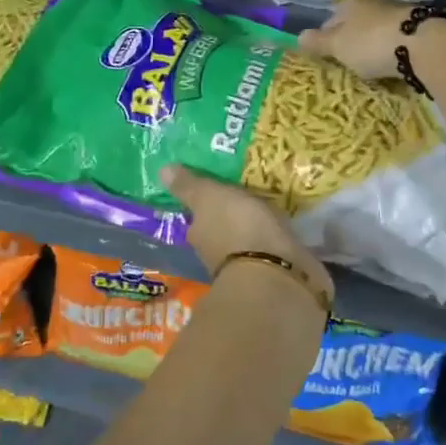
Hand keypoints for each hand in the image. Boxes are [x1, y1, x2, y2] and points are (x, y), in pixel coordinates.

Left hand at [160, 165, 331, 298]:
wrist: (276, 274)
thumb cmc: (237, 228)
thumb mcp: (209, 197)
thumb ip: (189, 186)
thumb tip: (161, 171)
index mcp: (198, 234)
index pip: (197, 218)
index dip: (205, 205)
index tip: (217, 190)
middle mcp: (215, 254)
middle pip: (220, 231)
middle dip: (231, 217)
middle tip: (245, 195)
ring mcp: (245, 267)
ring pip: (246, 241)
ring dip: (254, 230)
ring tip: (270, 208)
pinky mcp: (273, 274)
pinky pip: (270, 251)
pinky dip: (274, 241)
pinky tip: (284, 229)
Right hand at [295, 0, 413, 79]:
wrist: (426, 46)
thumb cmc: (372, 42)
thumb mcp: (338, 45)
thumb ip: (318, 42)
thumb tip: (297, 36)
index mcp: (353, 1)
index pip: (332, 18)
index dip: (326, 36)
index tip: (326, 55)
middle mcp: (377, 1)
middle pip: (358, 23)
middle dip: (353, 40)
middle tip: (349, 62)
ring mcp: (402, 13)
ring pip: (380, 30)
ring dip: (375, 44)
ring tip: (372, 65)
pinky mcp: (422, 28)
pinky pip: (399, 40)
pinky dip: (394, 50)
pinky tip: (394, 63)